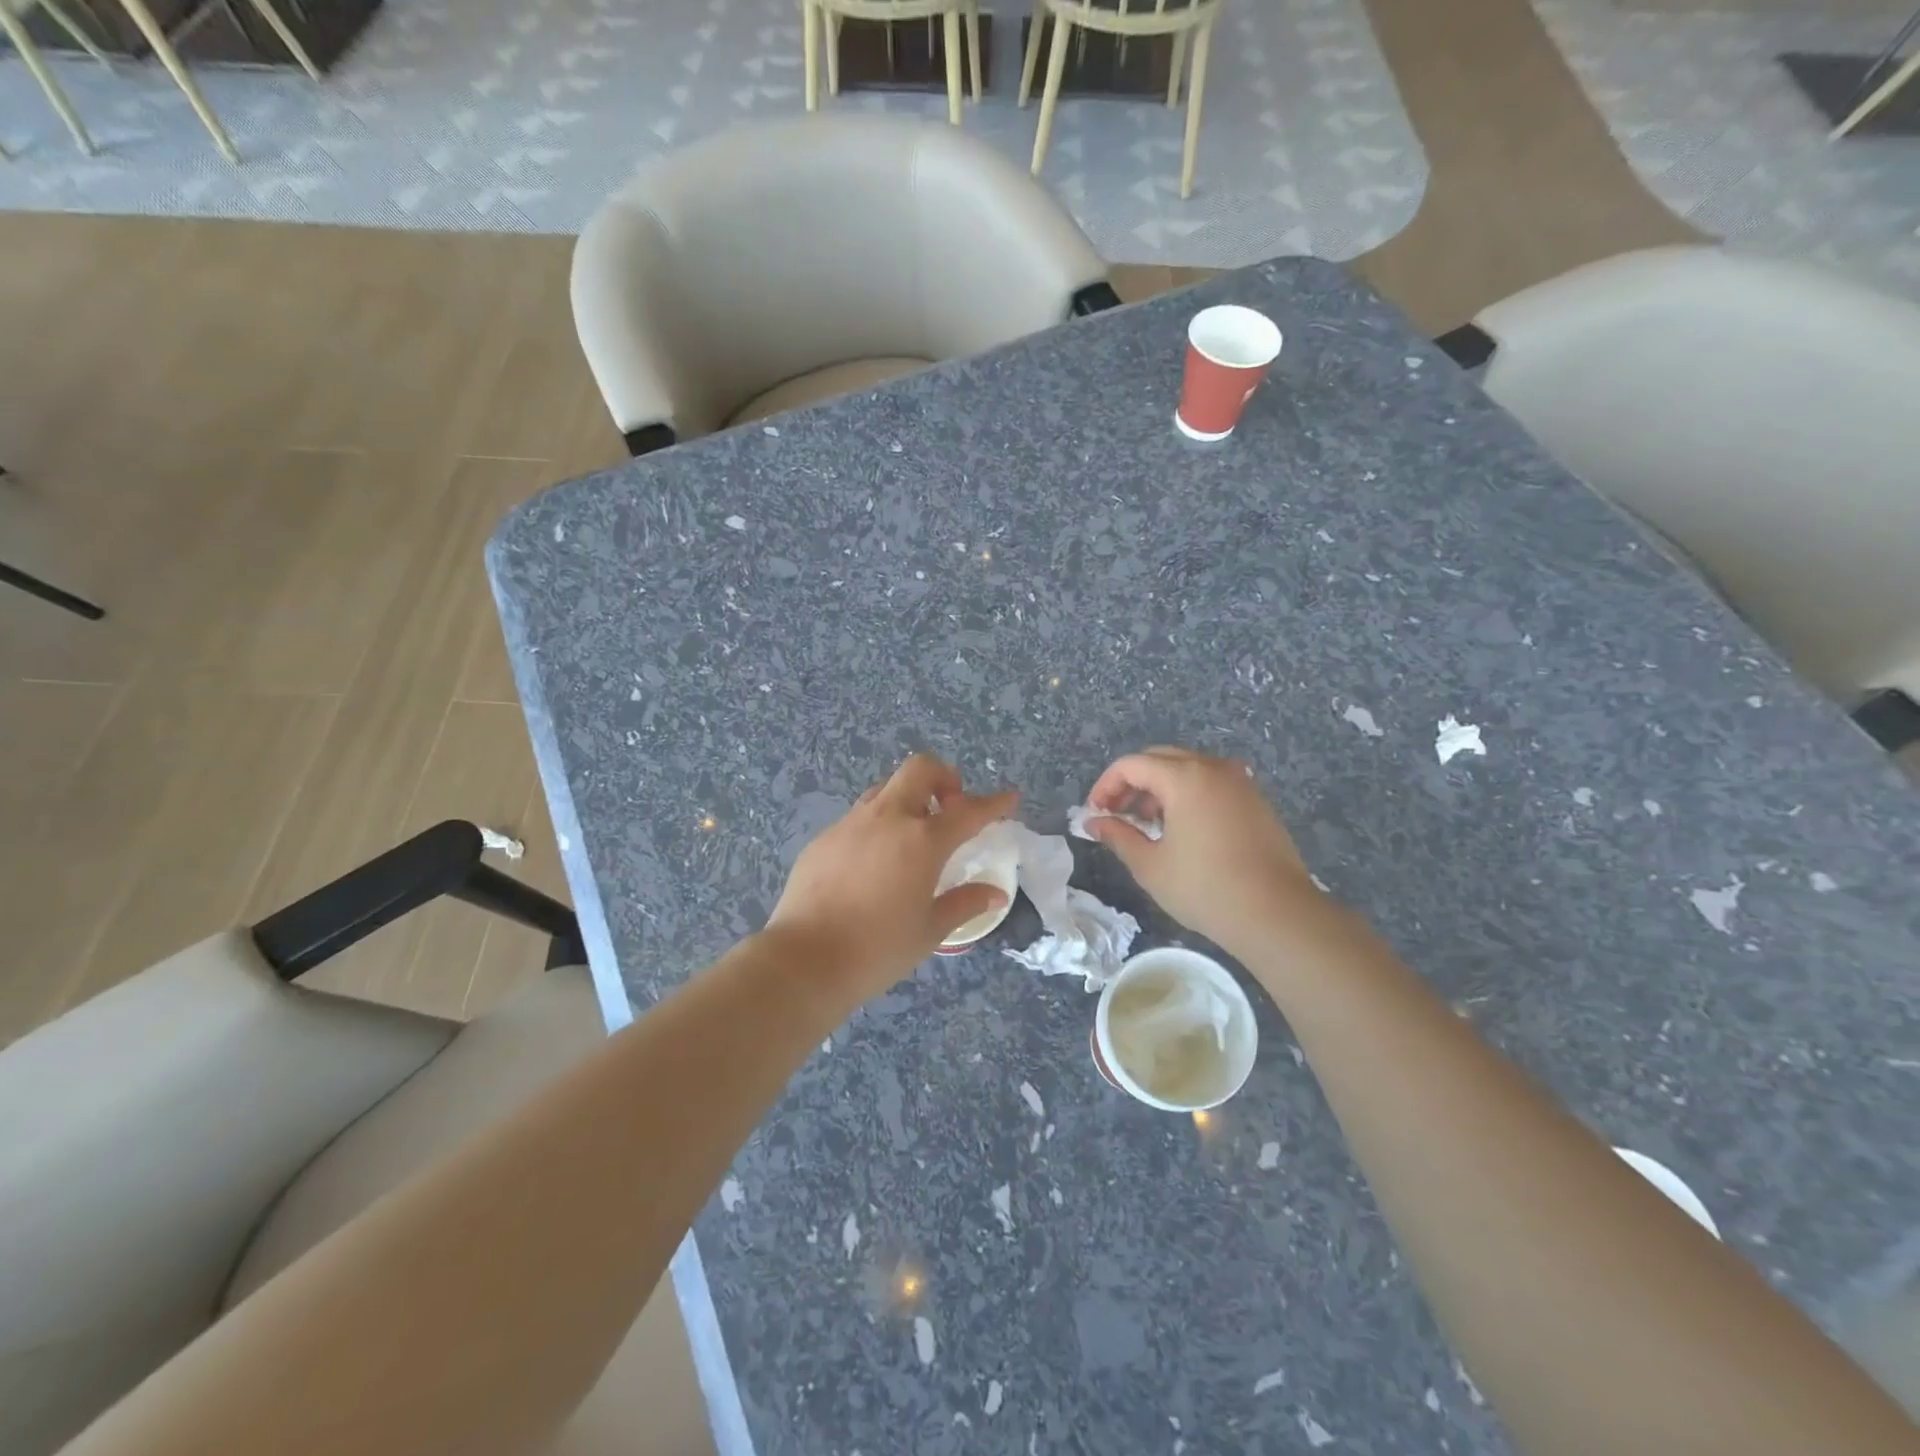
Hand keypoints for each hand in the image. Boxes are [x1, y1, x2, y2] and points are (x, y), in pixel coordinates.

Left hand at [767, 754, 1017, 1004]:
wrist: (804, 960)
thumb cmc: (878, 949)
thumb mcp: (930, 930)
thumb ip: (964, 903)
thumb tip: (994, 894)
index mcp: (922, 840)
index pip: (968, 811)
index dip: (994, 803)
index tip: (1009, 798)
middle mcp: (887, 819)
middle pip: (920, 769)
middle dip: (944, 778)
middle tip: (950, 809)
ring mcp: (851, 824)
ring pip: (886, 788)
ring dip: (908, 799)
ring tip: (913, 835)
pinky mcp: (824, 838)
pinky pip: (859, 817)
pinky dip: (878, 825)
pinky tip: (874, 862)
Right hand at [1085, 746, 1314, 955]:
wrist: (1277, 914)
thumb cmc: (1205, 888)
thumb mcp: (1150, 865)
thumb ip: (1118, 836)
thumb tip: (1094, 822)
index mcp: (1184, 777)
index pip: (1131, 765)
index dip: (1106, 786)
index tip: (1095, 814)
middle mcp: (1213, 768)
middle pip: (1160, 759)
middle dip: (1132, 783)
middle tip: (1116, 815)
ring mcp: (1240, 782)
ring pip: (1187, 769)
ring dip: (1160, 788)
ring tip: (1148, 825)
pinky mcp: (1256, 800)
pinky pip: (1212, 783)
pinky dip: (1188, 794)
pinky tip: (1184, 830)